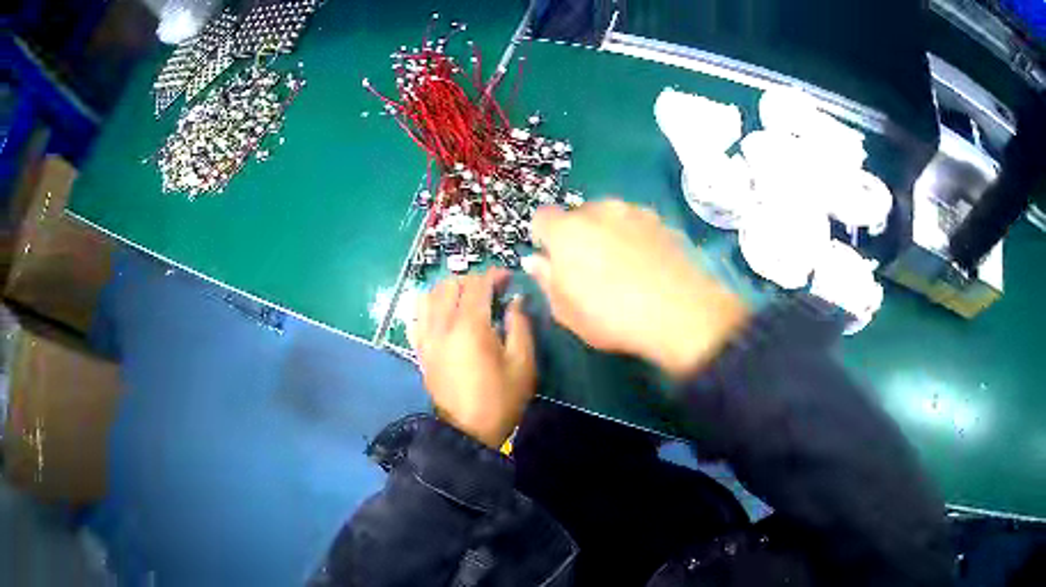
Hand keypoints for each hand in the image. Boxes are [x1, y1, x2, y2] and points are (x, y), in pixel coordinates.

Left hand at [409, 269, 536, 448]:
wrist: (468, 432)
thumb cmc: (501, 399)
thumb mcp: (523, 363)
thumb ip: (520, 325)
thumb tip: (515, 300)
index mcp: (470, 326)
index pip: (478, 284)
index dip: (494, 275)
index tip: (508, 278)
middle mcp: (443, 325)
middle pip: (451, 284)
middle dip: (472, 280)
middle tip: (490, 291)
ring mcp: (427, 337)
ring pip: (429, 295)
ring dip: (448, 290)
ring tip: (465, 299)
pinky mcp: (420, 350)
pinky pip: (417, 316)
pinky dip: (429, 306)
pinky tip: (442, 313)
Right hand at [524, 199, 749, 377]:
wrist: (680, 313)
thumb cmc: (612, 316)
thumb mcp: (567, 311)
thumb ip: (546, 280)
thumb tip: (535, 260)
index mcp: (566, 230)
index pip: (542, 218)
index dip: (544, 238)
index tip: (553, 260)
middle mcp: (598, 210)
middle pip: (578, 215)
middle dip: (577, 234)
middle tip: (589, 267)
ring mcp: (633, 212)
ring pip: (610, 216)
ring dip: (608, 233)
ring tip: (622, 266)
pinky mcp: (661, 221)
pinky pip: (637, 224)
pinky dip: (635, 237)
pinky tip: (647, 265)